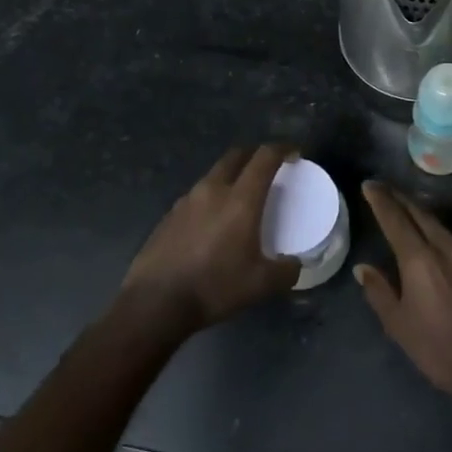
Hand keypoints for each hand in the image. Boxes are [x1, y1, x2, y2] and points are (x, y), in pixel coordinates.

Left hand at [122, 144, 298, 333]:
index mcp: (240, 200)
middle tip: (267, 168)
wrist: (155, 301)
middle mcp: (212, 190)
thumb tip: (295, 265)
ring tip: (239, 197)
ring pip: (213, 175)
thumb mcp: (260, 285)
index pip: (264, 158)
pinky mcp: (169, 215)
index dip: (282, 149)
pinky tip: (212, 223)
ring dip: (230, 177)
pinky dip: (210, 198)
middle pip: (235, 156)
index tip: (294, 153)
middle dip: (254, 155)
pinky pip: (196, 196)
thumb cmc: (214, 287)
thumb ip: (286, 271)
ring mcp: (186, 201)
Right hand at [355, 182, 451, 414]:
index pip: (396, 219)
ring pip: (441, 226)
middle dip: (401, 199)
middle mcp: (447, 249)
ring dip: (421, 214)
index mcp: (420, 259)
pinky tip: (435, 242)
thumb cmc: (439, 350)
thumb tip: (365, 268)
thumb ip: (379, 292)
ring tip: (407, 210)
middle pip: (421, 214)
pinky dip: (439, 233)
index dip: (381, 200)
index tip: (369, 185)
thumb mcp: (399, 325)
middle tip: (385, 190)